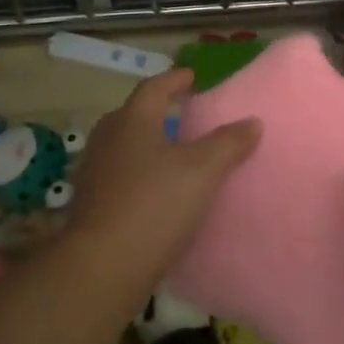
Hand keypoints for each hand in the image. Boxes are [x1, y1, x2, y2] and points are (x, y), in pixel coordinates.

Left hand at [65, 68, 261, 294]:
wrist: (104, 265)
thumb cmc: (155, 205)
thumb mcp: (202, 171)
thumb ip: (228, 144)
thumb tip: (252, 121)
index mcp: (131, 122)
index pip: (153, 89)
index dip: (174, 80)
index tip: (192, 77)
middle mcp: (106, 140)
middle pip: (131, 116)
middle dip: (155, 112)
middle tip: (180, 115)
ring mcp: (94, 173)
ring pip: (122, 147)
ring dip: (145, 144)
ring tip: (171, 154)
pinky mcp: (90, 204)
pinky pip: (118, 177)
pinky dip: (137, 174)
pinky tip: (155, 192)